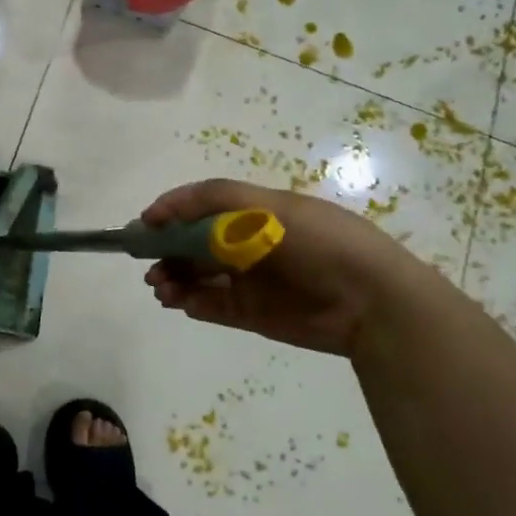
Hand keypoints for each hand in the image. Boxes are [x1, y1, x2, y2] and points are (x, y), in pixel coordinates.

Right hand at [141, 179, 416, 357]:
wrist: (370, 299)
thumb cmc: (318, 241)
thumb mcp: (267, 207)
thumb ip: (213, 202)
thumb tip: (162, 211)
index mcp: (256, 212)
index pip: (204, 207)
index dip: (172, 212)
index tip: (145, 224)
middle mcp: (249, 244)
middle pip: (196, 244)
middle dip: (167, 250)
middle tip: (147, 264)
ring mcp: (251, 280)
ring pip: (200, 277)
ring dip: (175, 278)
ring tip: (160, 287)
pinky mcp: (255, 314)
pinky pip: (214, 306)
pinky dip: (193, 303)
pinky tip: (181, 302)